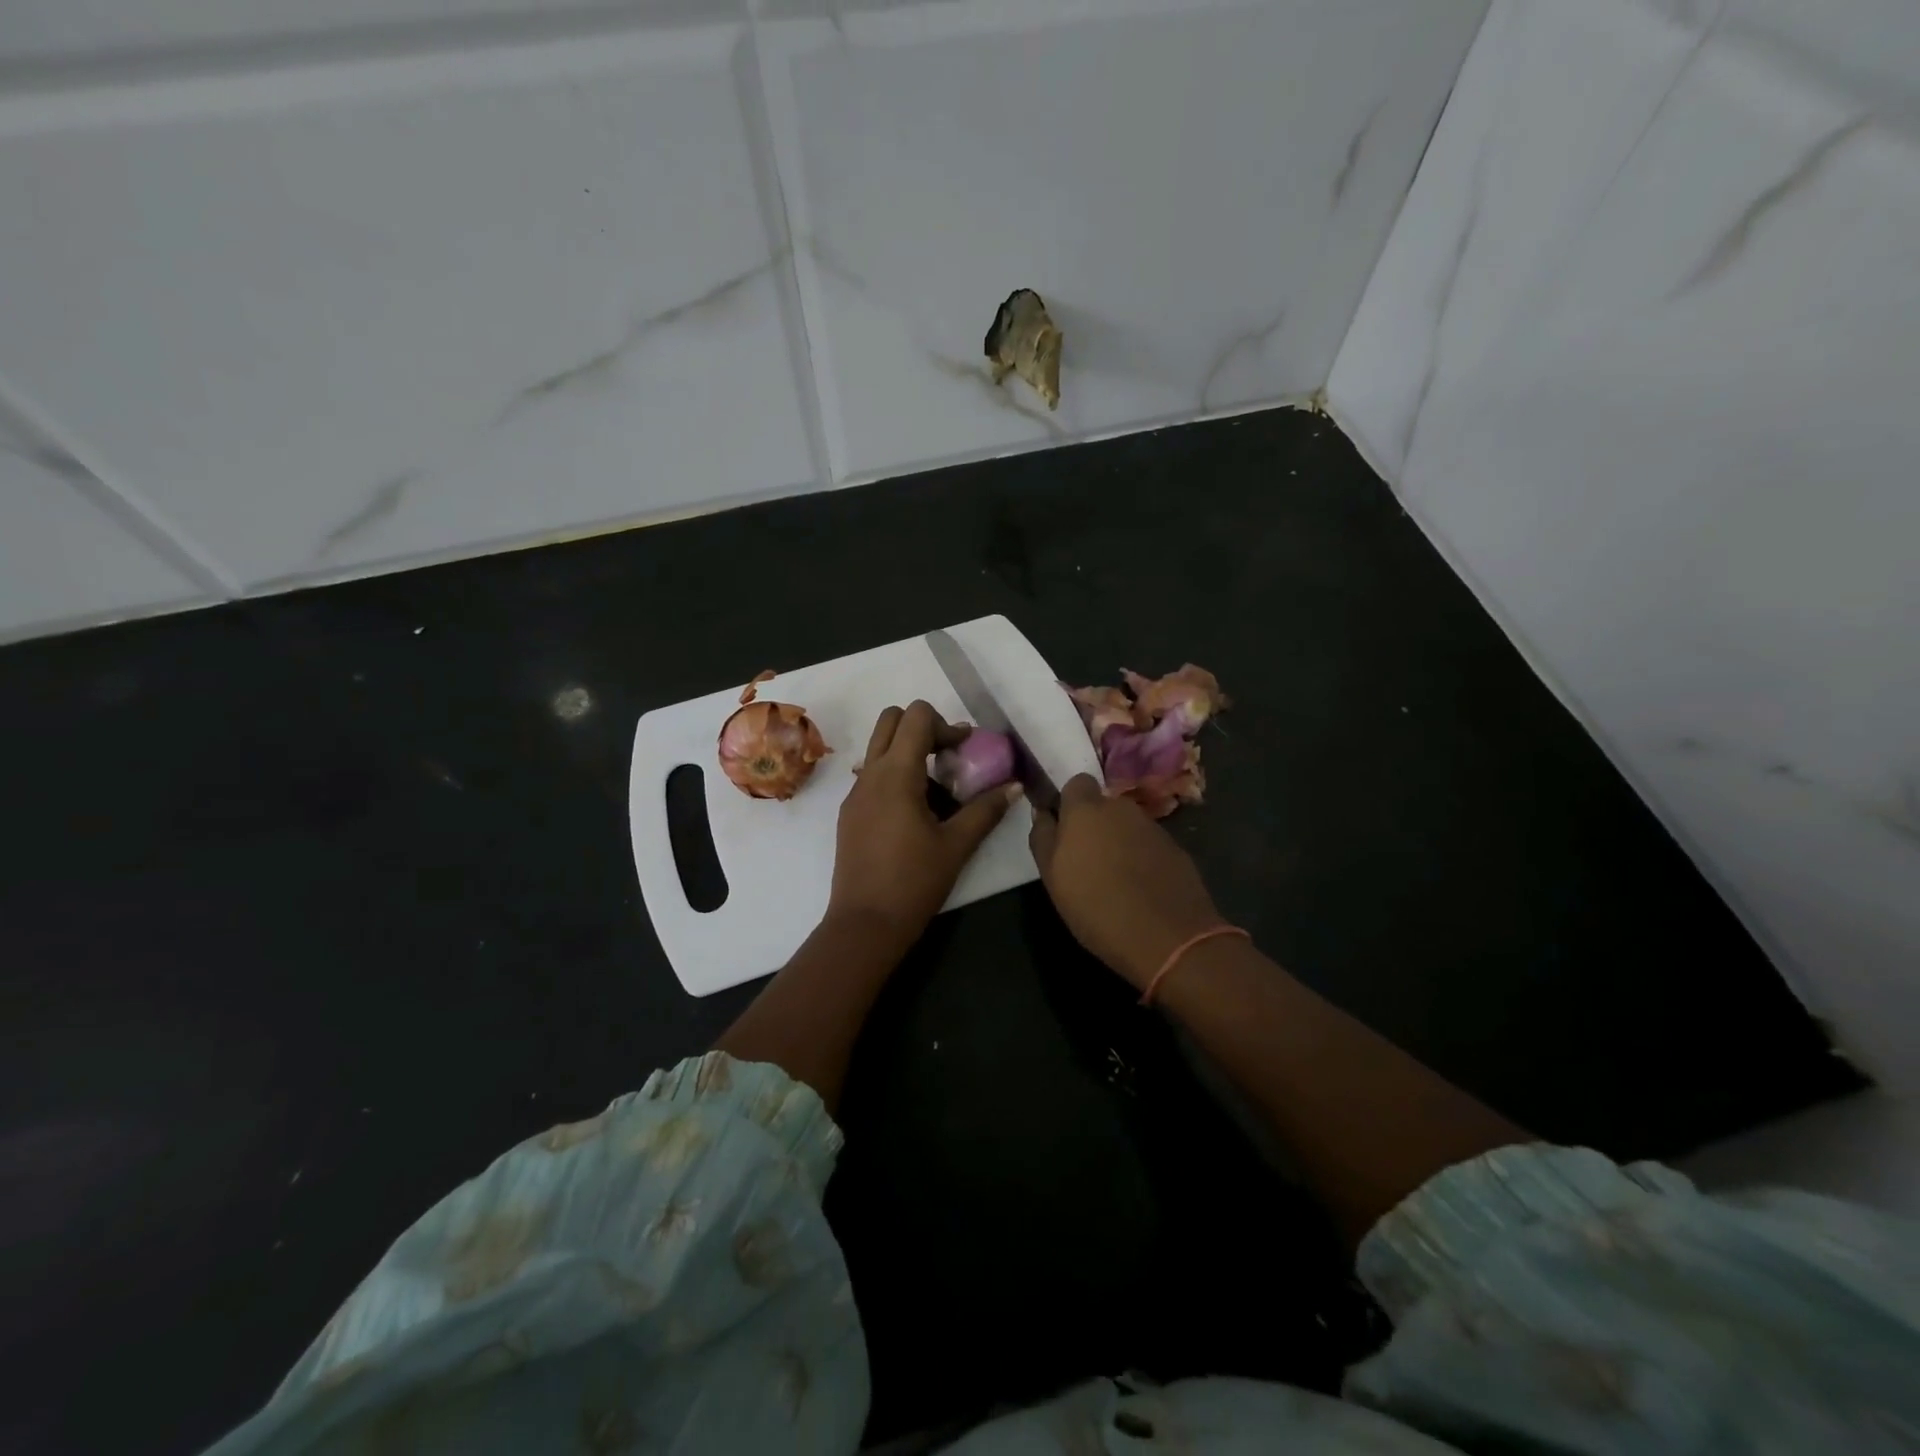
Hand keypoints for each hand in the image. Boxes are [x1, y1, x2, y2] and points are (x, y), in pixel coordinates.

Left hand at [828, 701, 1019, 949]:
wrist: (864, 924)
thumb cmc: (914, 882)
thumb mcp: (957, 845)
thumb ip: (986, 810)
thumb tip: (1014, 786)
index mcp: (896, 774)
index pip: (916, 716)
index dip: (946, 725)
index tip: (965, 752)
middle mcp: (870, 774)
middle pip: (891, 719)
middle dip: (922, 727)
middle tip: (948, 757)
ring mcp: (855, 793)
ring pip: (878, 748)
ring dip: (908, 751)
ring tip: (937, 787)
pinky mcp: (850, 813)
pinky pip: (872, 775)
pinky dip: (895, 775)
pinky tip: (915, 812)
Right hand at [1029, 774, 1225, 989]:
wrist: (1168, 938)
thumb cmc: (1096, 907)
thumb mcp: (1052, 877)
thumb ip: (1043, 837)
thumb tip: (1042, 811)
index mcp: (1086, 810)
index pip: (1077, 783)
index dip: (1070, 803)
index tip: (1065, 831)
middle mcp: (1122, 809)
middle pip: (1103, 807)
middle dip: (1095, 826)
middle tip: (1087, 862)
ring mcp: (1153, 828)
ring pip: (1127, 827)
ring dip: (1119, 843)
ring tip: (1114, 881)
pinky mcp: (1176, 850)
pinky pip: (1149, 846)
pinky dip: (1142, 860)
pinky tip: (1140, 891)